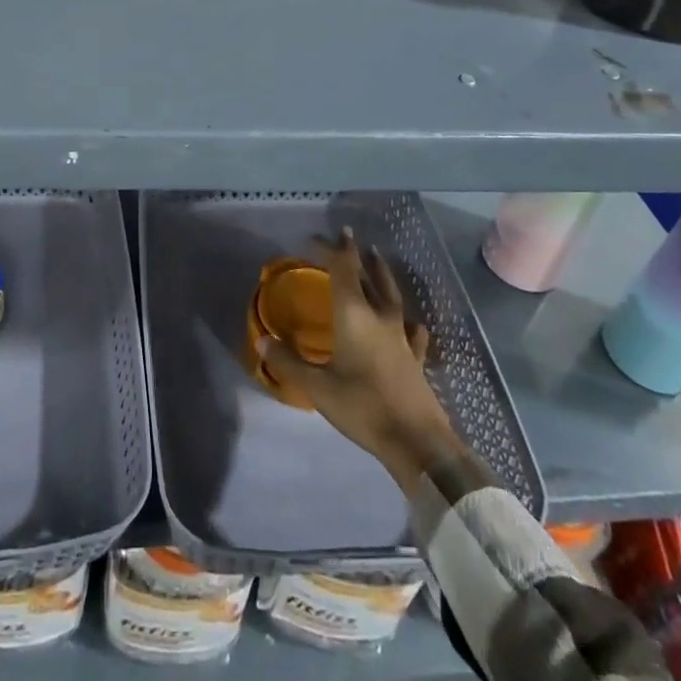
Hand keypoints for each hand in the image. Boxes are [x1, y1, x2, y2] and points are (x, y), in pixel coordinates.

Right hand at [258, 229, 475, 494]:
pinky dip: (407, 320)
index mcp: (354, 315)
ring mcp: (402, 337)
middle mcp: (380, 317)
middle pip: (368, 276)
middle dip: (354, 255)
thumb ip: (289, 362)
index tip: (317, 237)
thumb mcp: (318, 388)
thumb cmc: (363, 408)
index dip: (331, 249)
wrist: (418, 443)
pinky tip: (412, 323)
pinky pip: (411, 330)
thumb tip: (262, 340)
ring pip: (392, 295)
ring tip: (377, 258)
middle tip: (346, 237)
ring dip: (382, 274)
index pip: (342, 270)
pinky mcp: (416, 359)